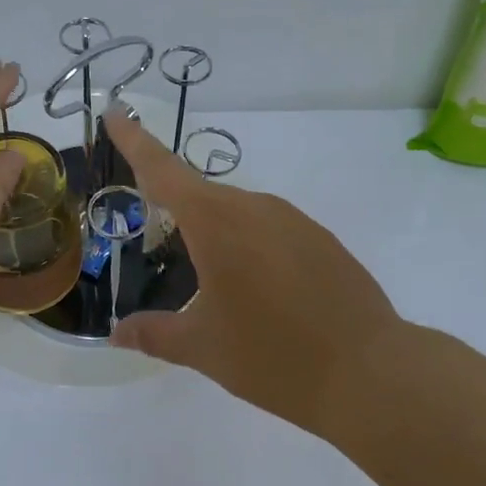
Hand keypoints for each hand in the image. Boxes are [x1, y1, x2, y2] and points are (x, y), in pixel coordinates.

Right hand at [105, 109, 407, 437]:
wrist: (371, 373)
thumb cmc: (273, 356)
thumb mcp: (204, 349)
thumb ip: (155, 334)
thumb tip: (117, 334)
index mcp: (216, 223)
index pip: (163, 170)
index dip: (134, 140)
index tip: (114, 112)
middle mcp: (254, 208)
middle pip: (200, 195)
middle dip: (173, 209)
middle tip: (158, 242)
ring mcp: (294, 220)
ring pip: (238, 213)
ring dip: (215, 234)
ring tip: (211, 281)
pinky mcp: (322, 239)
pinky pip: (270, 230)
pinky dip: (250, 247)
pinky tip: (258, 291)